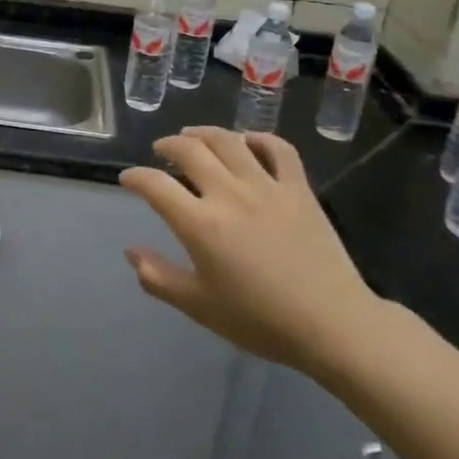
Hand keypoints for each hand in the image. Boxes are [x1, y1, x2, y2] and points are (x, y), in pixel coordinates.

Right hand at [119, 127, 385, 381]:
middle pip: (190, 150)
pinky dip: (259, 139)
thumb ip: (159, 278)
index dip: (135, 178)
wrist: (331, 325)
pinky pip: (278, 149)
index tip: (128, 179)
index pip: (155, 186)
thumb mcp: (199, 307)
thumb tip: (131, 251)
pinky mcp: (298, 188)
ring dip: (204, 133)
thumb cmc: (260, 320)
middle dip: (167, 145)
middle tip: (160, 152)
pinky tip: (248, 142)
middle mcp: (229, 194)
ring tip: (193, 137)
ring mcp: (267, 186)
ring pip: (229, 140)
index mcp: (200, 224)